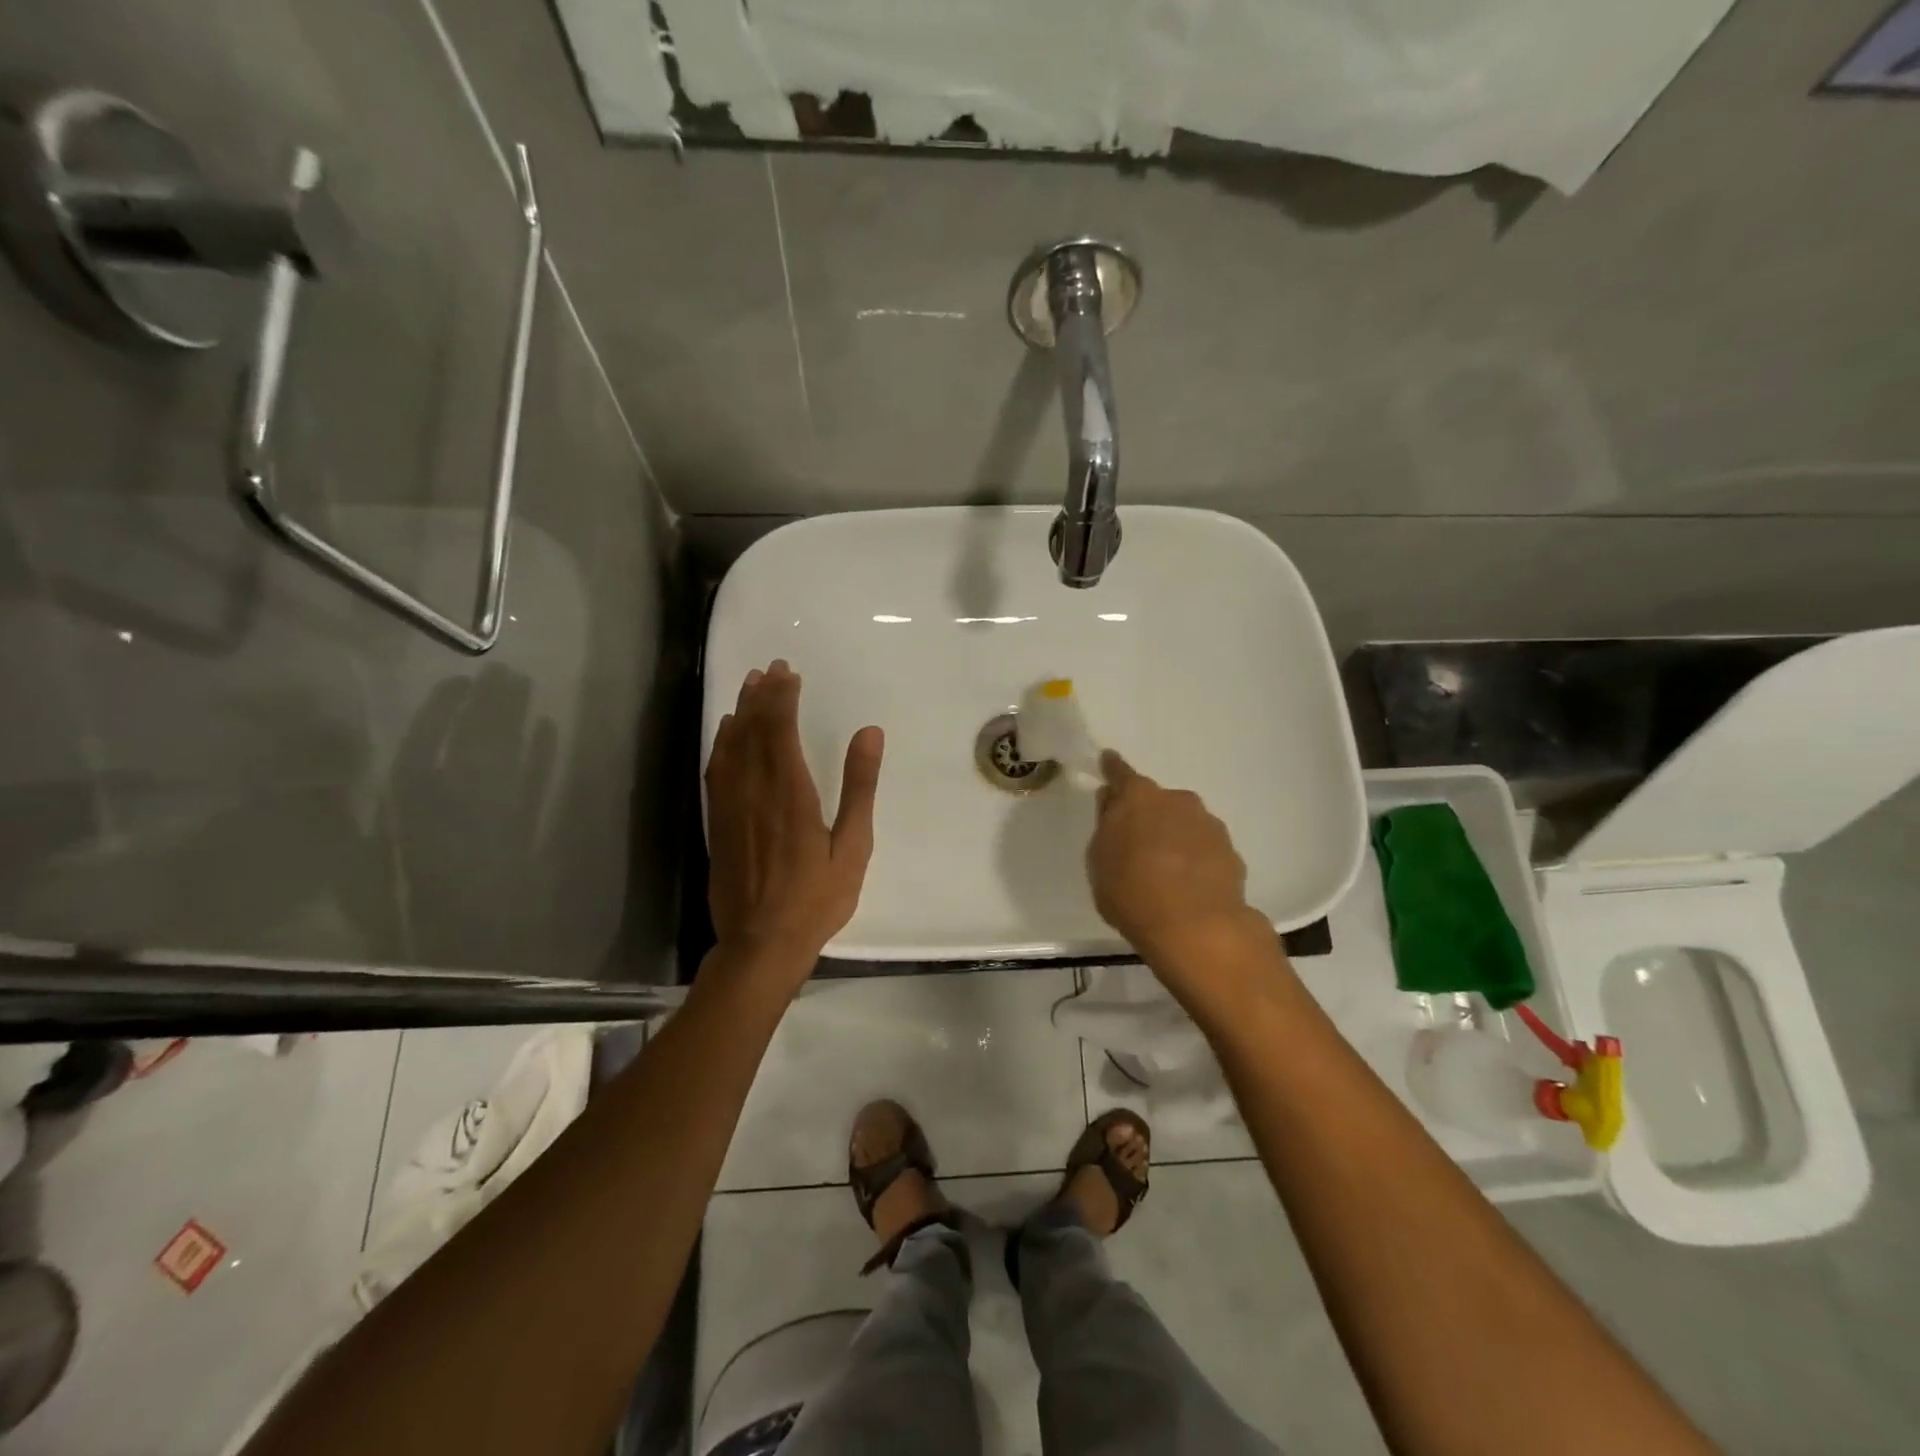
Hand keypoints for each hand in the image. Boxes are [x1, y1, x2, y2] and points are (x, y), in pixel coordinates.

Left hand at [705, 661, 882, 978]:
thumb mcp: (853, 846)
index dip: (783, 698)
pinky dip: (722, 744)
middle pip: (753, 731)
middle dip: (762, 696)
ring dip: (741, 713)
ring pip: (731, 746)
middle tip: (771, 668)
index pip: (781, 730)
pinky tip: (728, 733)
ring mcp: (730, 807)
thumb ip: (860, 788)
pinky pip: (717, 771)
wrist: (761, 943)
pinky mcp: (718, 824)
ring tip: (750, 686)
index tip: (789, 673)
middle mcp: (755, 791)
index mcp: (790, 794)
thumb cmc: (817, 899)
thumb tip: (869, 733)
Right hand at [1086, 751, 1266, 976]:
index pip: (1120, 773)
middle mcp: (1178, 800)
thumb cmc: (1132, 891)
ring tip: (1163, 870)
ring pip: (1184, 823)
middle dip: (1147, 814)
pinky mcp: (1231, 852)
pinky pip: (1203, 848)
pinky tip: (1188, 886)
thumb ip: (1106, 826)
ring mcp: (1209, 824)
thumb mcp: (1099, 861)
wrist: (1196, 927)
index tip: (1108, 761)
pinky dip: (1194, 859)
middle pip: (1156, 801)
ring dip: (1173, 837)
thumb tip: (1113, 804)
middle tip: (1134, 843)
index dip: (1112, 769)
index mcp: (1139, 797)